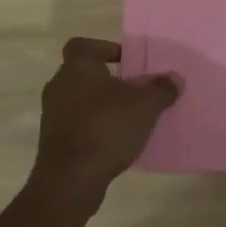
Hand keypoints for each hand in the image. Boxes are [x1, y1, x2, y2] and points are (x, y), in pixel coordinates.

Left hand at [29, 38, 180, 211]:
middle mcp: (59, 86)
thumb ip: (162, 89)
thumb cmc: (106, 128)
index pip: (84, 45)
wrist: (70, 181)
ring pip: (78, 100)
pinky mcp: (51, 143)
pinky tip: (113, 142)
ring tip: (126, 117)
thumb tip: (174, 78)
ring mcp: (52, 115)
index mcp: (77, 67)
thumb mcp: (145, 106)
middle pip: (83, 73)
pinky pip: (75, 125)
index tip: (126, 62)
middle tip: (131, 90)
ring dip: (99, 105)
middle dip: (107, 80)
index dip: (105, 49)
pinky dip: (91, 128)